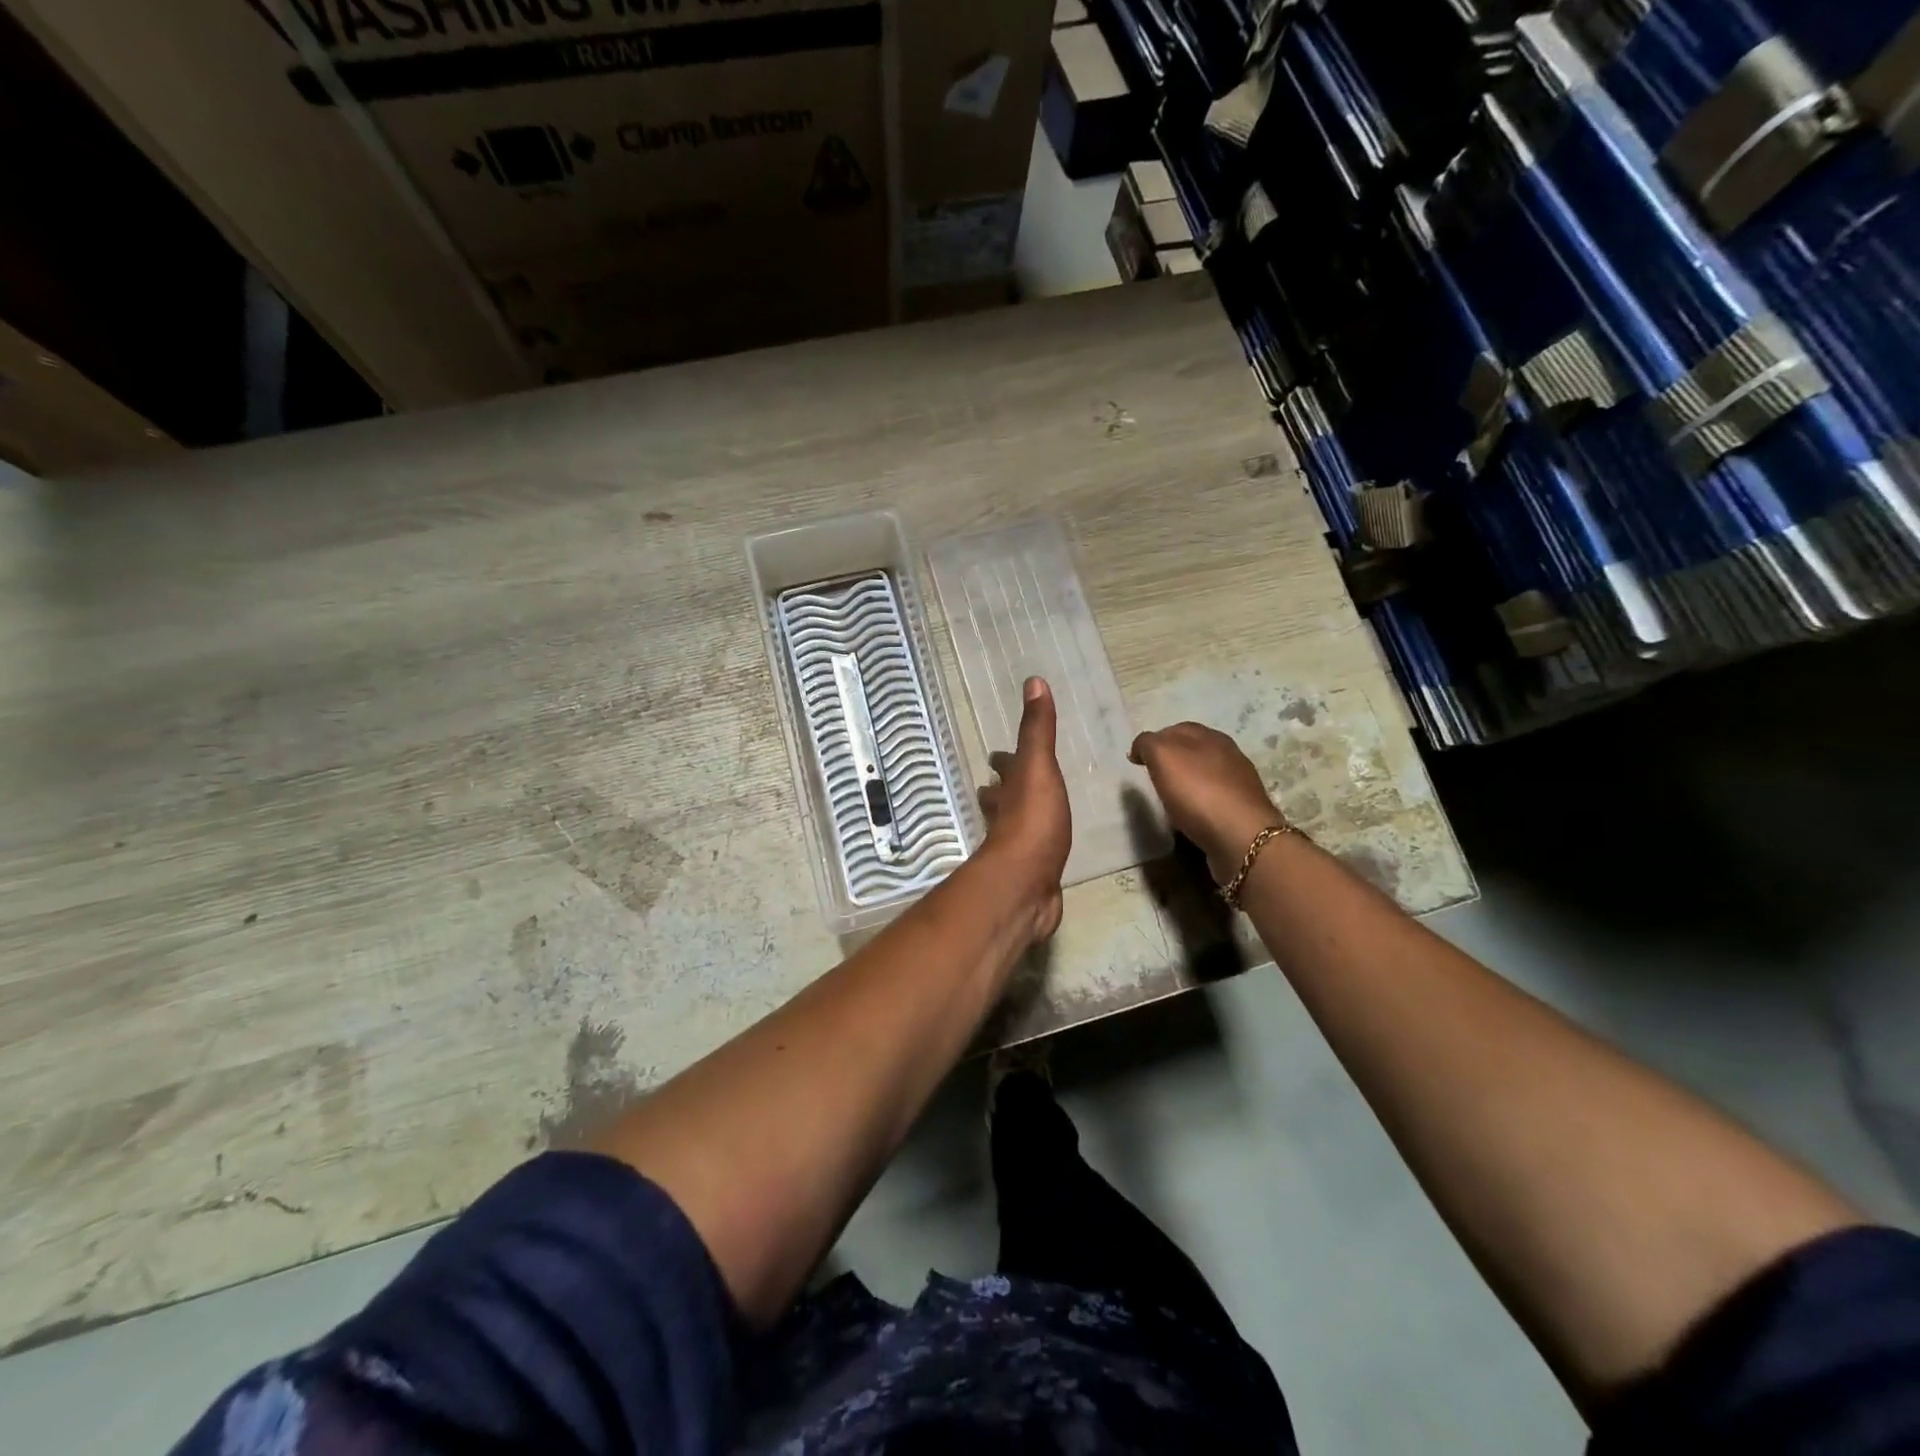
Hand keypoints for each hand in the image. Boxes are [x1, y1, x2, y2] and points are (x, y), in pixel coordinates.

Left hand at [978, 678, 1070, 942]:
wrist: (1025, 884)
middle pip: (1000, 798)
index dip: (1002, 760)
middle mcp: (1004, 817)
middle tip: (1006, 782)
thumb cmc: (1032, 820)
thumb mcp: (1038, 767)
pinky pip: (1032, 855)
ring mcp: (1014, 848)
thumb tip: (1033, 681)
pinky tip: (1044, 853)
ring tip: (1027, 813)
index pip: (1002, 768)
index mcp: (1007, 790)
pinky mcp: (1029, 875)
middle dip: (1003, 789)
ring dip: (1015, 817)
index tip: (998, 755)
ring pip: (1012, 826)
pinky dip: (1035, 849)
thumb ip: (1038, 729)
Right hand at [1129, 722, 1284, 882]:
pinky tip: (1191, 815)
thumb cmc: (1198, 792)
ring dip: (1188, 781)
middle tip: (1152, 777)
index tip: (1137, 760)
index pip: (1177, 729)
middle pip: (1194, 750)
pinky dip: (1200, 802)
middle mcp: (1228, 753)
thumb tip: (1140, 747)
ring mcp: (1240, 782)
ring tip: (1170, 798)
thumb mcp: (1163, 757)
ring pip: (1206, 774)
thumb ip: (1148, 744)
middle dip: (1173, 760)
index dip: (1155, 741)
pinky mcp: (1243, 810)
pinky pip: (1215, 799)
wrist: (1241, 836)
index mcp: (1209, 736)